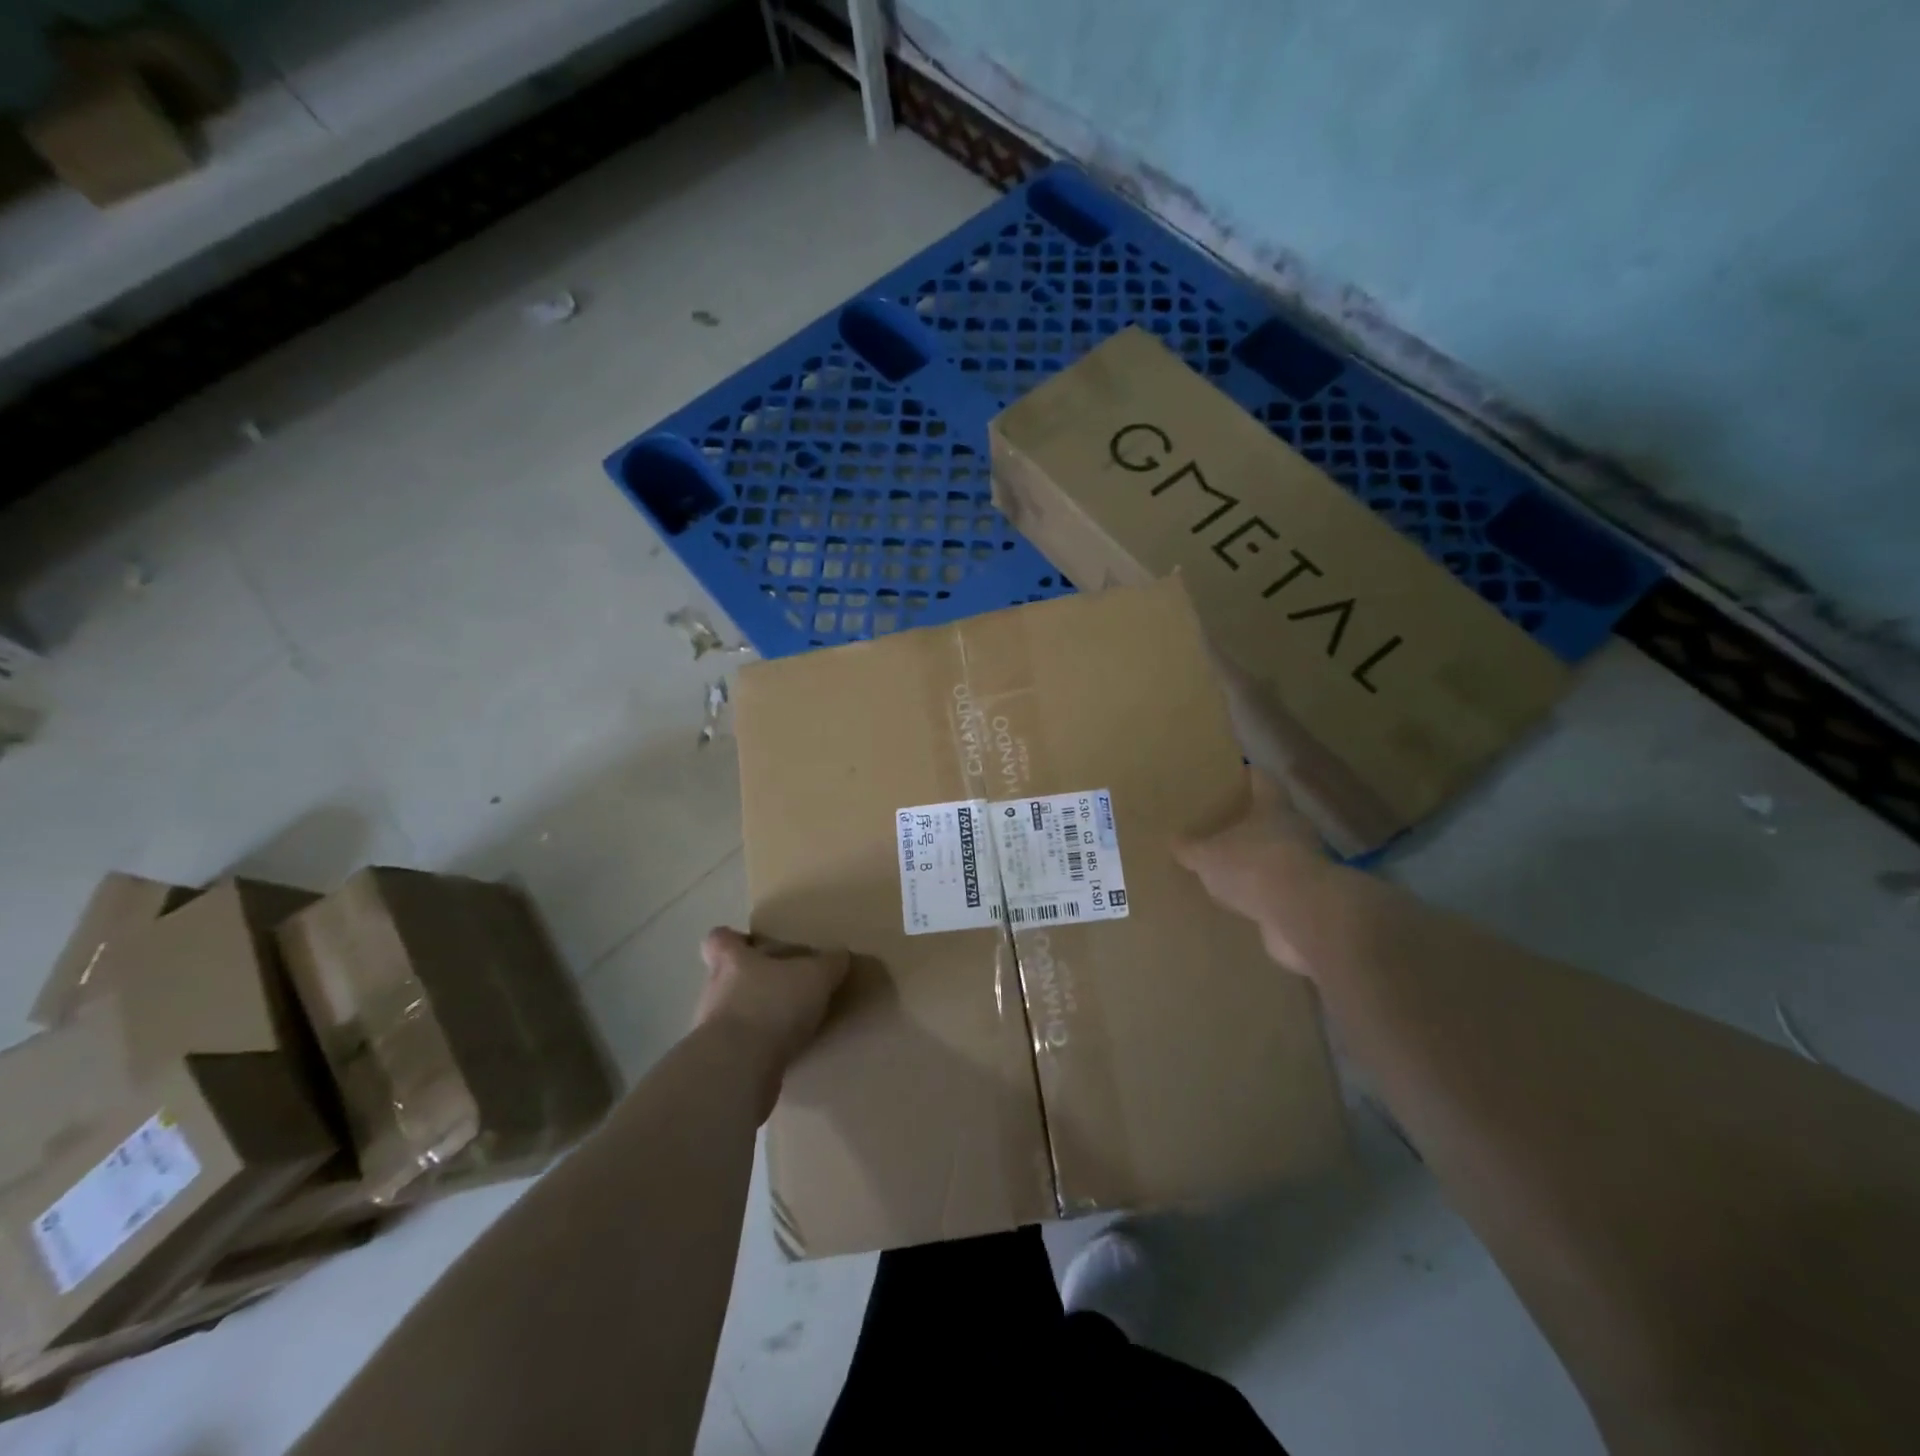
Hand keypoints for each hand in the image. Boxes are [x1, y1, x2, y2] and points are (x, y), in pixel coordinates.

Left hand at [696, 928, 849, 1072]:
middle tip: (786, 987)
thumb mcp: (814, 977)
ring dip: (757, 1018)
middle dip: (754, 982)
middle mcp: (714, 991)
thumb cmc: (771, 1005)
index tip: (755, 945)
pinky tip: (785, 1054)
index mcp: (731, 961)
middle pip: (726, 978)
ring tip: (790, 1025)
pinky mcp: (720, 1064)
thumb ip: (829, 964)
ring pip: (733, 1015)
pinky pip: (740, 1049)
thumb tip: (840, 956)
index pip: (719, 939)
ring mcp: (711, 1031)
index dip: (734, 940)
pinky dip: (759, 1050)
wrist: (738, 1069)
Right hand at [1173, 769, 1332, 975]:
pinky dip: (1261, 893)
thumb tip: (1175, 842)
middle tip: (1218, 827)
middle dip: (1248, 823)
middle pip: (1271, 818)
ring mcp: (1305, 865)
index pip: (1261, 780)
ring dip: (1255, 861)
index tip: (1231, 776)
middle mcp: (1294, 830)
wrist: (1303, 916)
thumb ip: (1191, 849)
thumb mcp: (1208, 856)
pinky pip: (1277, 889)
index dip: (1247, 776)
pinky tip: (1238, 901)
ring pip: (1275, 855)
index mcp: (1272, 807)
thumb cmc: (1253, 867)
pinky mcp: (1306, 898)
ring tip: (1225, 868)